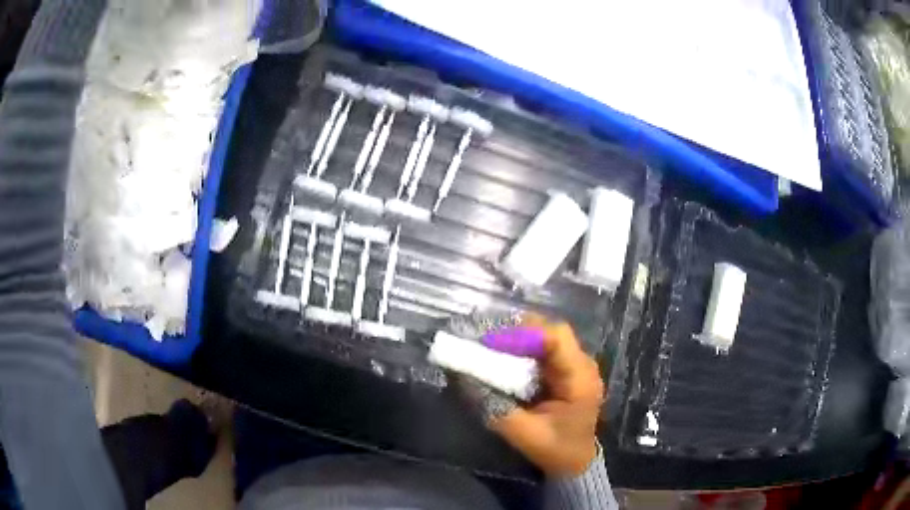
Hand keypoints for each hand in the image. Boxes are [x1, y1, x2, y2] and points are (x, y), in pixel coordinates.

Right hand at [489, 316, 603, 475]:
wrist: (577, 463)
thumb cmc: (556, 450)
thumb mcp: (523, 433)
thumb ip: (494, 407)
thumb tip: (462, 379)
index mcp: (579, 378)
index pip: (557, 337)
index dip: (525, 333)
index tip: (492, 341)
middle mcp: (582, 364)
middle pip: (551, 332)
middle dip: (517, 331)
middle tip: (485, 339)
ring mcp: (575, 366)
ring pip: (546, 338)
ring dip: (519, 339)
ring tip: (490, 346)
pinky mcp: (566, 372)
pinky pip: (544, 351)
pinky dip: (523, 350)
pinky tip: (504, 358)